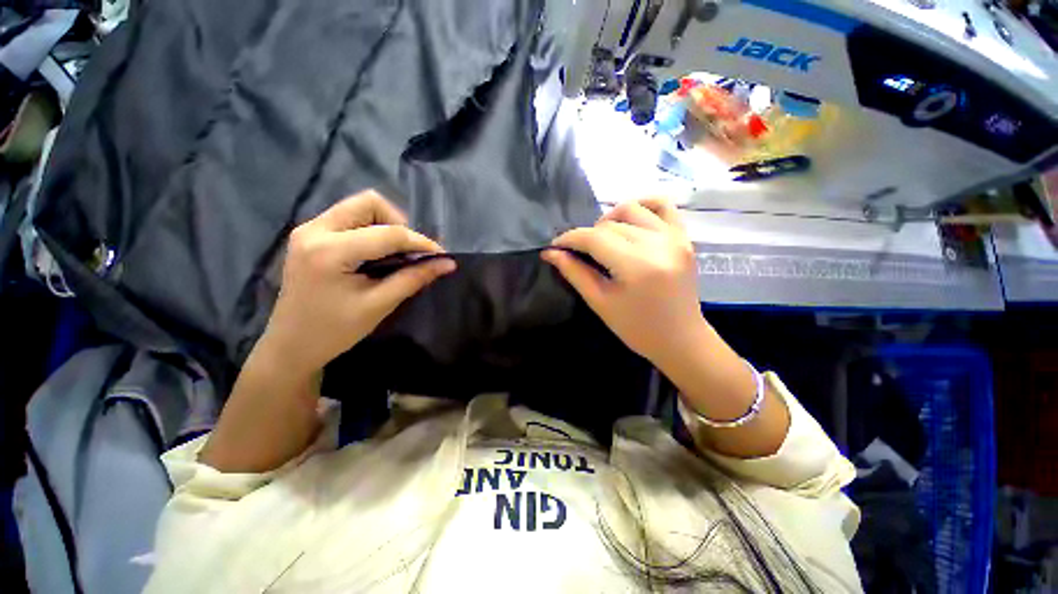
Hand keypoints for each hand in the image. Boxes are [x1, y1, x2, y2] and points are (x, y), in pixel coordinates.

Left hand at [260, 190, 454, 378]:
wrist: (291, 344)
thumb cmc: (335, 331)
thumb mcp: (379, 305)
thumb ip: (414, 279)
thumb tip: (448, 263)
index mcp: (330, 251)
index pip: (388, 233)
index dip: (420, 242)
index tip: (441, 256)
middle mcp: (315, 230)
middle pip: (369, 203)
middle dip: (398, 224)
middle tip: (409, 252)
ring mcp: (309, 229)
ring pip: (359, 206)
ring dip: (385, 225)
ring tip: (394, 253)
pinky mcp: (310, 234)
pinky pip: (349, 217)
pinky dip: (371, 229)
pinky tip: (376, 254)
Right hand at [542, 197, 705, 366]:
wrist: (680, 339)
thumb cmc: (636, 328)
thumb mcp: (600, 302)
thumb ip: (574, 273)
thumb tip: (551, 252)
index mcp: (636, 265)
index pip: (594, 238)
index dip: (569, 239)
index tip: (554, 246)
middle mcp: (658, 244)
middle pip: (610, 225)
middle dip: (586, 236)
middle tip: (576, 253)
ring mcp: (675, 237)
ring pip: (632, 210)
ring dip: (609, 220)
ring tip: (602, 239)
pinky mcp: (684, 237)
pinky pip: (663, 205)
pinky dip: (642, 206)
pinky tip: (629, 221)